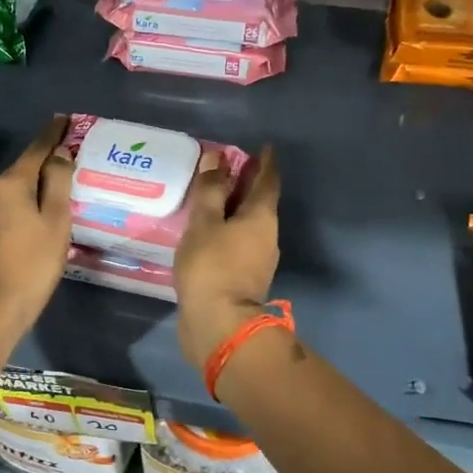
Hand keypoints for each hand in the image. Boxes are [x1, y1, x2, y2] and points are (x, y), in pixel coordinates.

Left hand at [0, 116, 73, 332]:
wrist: (0, 304)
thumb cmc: (35, 260)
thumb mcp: (56, 218)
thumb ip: (59, 181)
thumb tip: (60, 153)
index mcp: (11, 183)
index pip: (37, 148)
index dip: (54, 133)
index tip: (67, 119)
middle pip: (26, 165)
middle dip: (49, 156)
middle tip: (75, 149)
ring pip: (20, 185)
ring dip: (40, 179)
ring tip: (65, 176)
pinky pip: (14, 202)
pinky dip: (31, 197)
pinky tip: (45, 205)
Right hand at [174, 146, 280, 370]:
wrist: (219, 325)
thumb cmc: (211, 267)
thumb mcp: (204, 223)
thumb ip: (210, 190)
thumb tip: (217, 157)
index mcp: (262, 217)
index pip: (268, 181)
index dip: (266, 162)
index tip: (264, 148)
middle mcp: (267, 236)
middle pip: (260, 203)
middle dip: (247, 184)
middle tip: (228, 169)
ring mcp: (258, 260)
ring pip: (248, 225)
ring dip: (234, 210)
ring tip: (211, 200)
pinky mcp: (244, 279)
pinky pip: (238, 244)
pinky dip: (226, 232)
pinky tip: (207, 234)